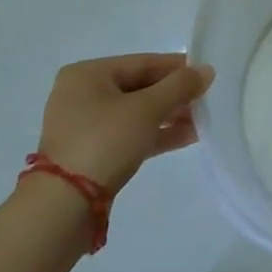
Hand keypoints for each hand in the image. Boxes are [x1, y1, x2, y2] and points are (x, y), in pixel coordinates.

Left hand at [37, 53, 213, 193]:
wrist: (64, 208)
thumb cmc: (104, 142)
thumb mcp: (147, 109)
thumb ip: (179, 86)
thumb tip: (207, 70)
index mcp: (87, 74)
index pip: (142, 62)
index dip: (176, 67)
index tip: (205, 73)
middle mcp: (82, 95)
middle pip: (139, 87)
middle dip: (174, 95)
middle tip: (206, 99)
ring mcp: (85, 127)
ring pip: (136, 113)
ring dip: (169, 116)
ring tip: (202, 120)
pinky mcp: (91, 154)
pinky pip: (130, 134)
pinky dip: (155, 134)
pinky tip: (187, 136)